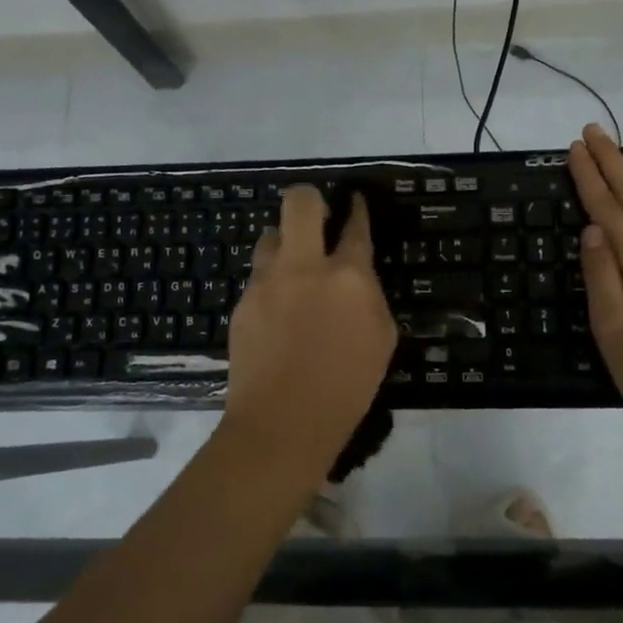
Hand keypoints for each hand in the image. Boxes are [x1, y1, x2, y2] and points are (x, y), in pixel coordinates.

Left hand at [222, 185, 396, 459]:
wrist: (283, 423)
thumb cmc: (347, 388)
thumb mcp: (381, 339)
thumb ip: (368, 296)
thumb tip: (355, 279)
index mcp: (349, 277)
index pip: (355, 226)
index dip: (356, 209)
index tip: (354, 201)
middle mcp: (304, 267)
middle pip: (300, 203)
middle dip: (309, 199)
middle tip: (317, 217)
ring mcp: (267, 282)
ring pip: (270, 236)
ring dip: (285, 243)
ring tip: (294, 268)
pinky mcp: (242, 302)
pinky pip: (259, 276)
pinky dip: (271, 282)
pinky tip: (278, 310)